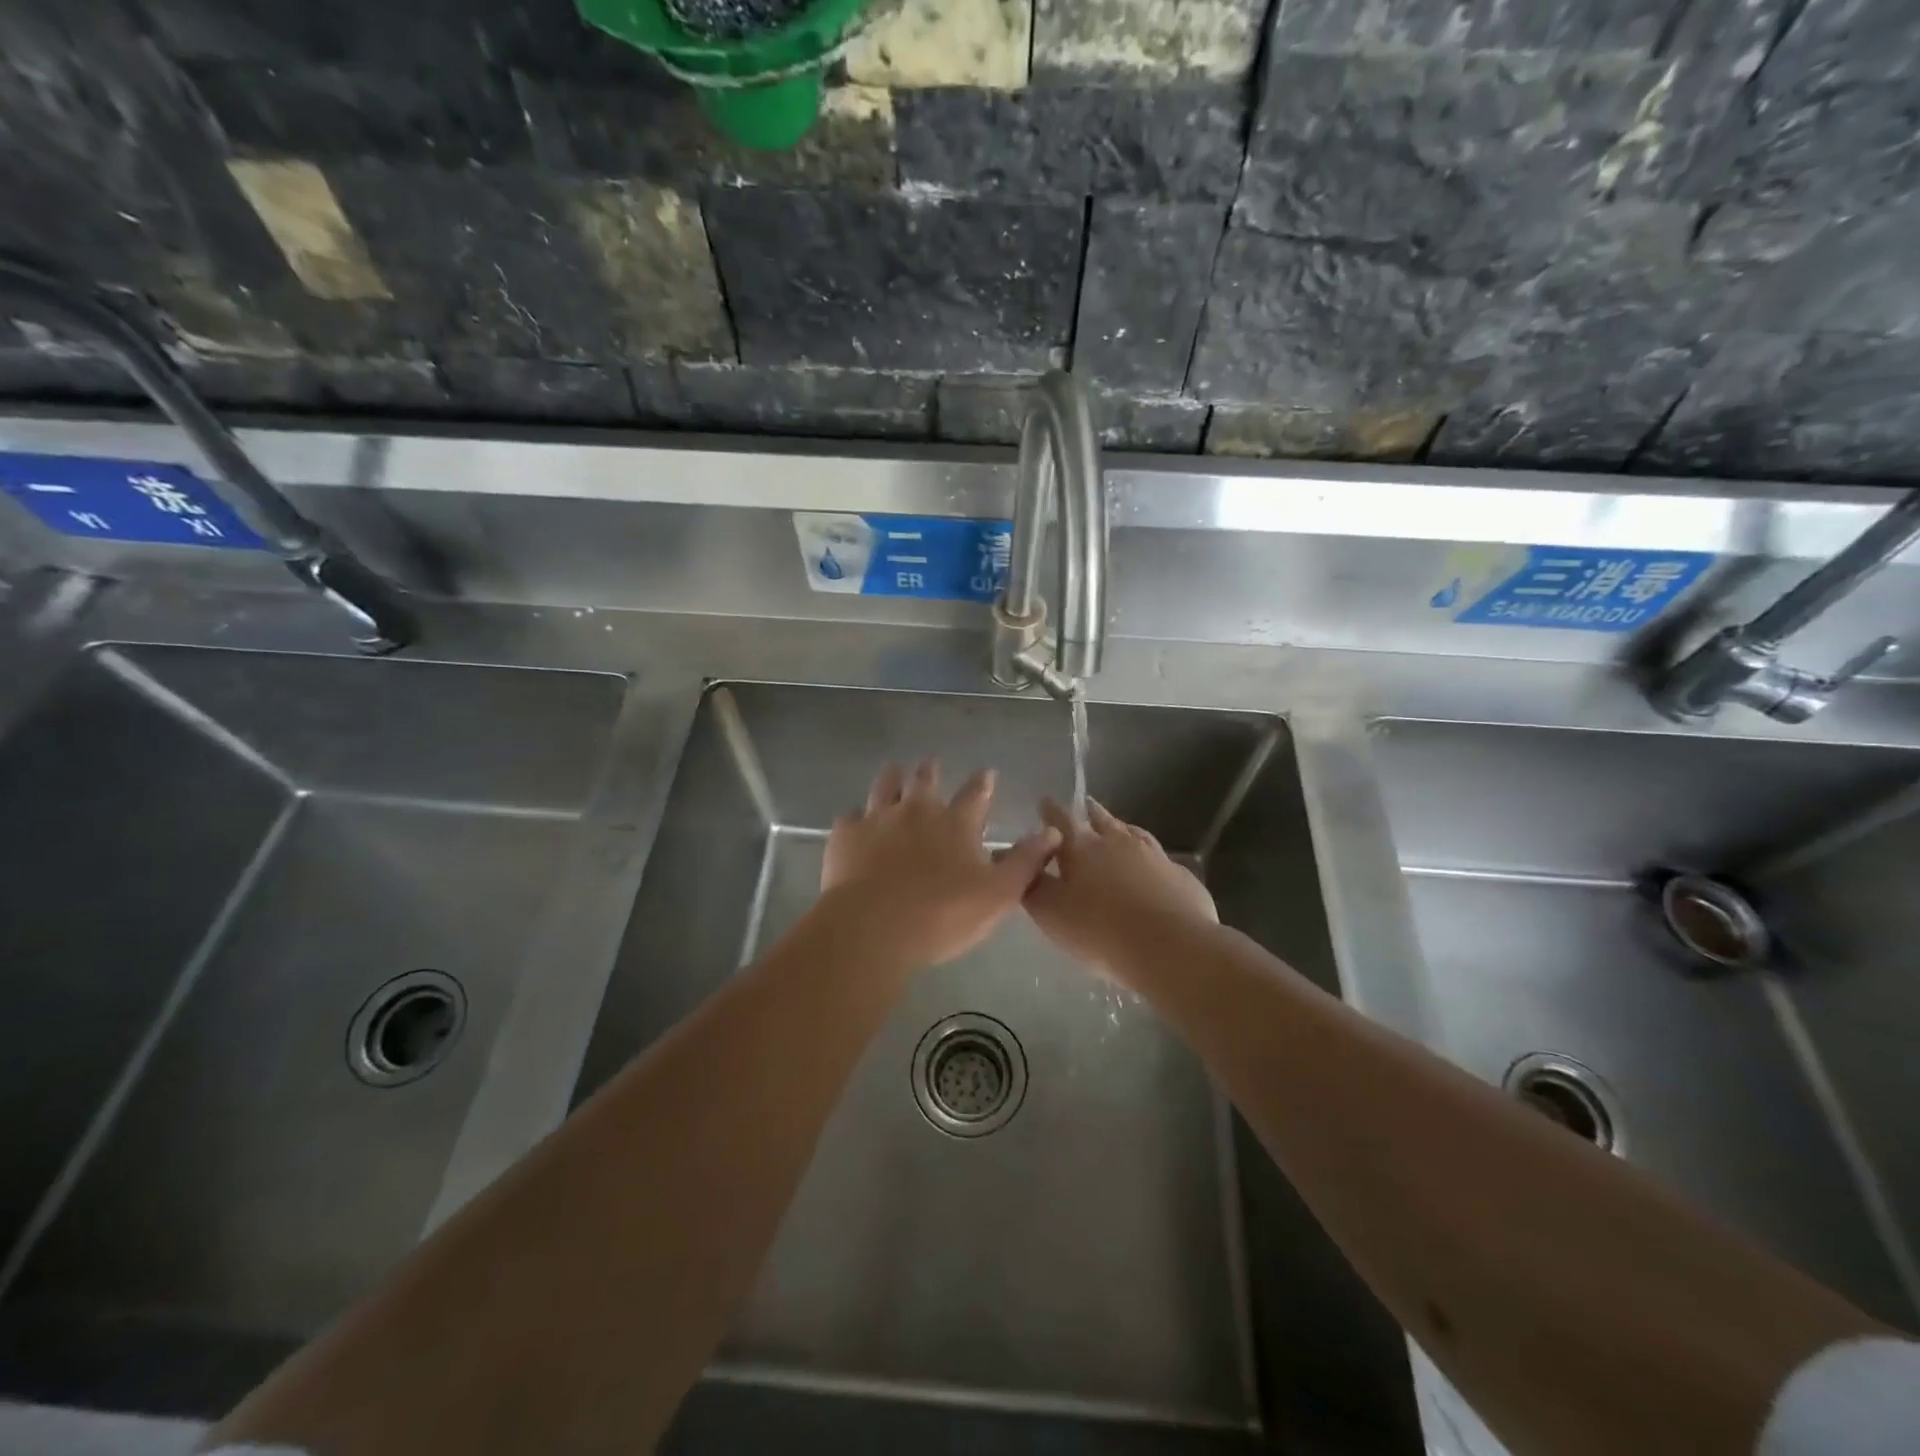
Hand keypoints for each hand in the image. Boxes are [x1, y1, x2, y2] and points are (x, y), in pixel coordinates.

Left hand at [818, 759, 1060, 971]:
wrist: (872, 928)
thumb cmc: (942, 915)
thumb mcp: (998, 894)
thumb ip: (1025, 861)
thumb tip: (1052, 832)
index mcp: (956, 822)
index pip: (975, 793)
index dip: (983, 782)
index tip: (987, 772)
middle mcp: (917, 809)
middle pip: (925, 778)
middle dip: (931, 770)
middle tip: (932, 764)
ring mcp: (877, 818)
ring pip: (885, 785)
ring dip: (893, 778)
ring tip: (895, 773)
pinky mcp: (846, 834)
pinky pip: (851, 817)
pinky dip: (857, 818)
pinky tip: (856, 825)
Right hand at [1023, 797, 1217, 977]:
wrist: (1171, 947)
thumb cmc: (1100, 930)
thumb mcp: (1051, 913)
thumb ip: (1033, 886)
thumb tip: (1024, 864)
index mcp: (1082, 847)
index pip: (1061, 819)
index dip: (1050, 810)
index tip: (1045, 802)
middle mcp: (1118, 841)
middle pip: (1101, 819)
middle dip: (1090, 812)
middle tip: (1084, 807)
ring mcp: (1154, 856)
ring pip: (1134, 834)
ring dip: (1122, 830)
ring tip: (1118, 829)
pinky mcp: (1180, 875)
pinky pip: (1160, 860)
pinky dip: (1149, 859)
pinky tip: (1151, 869)